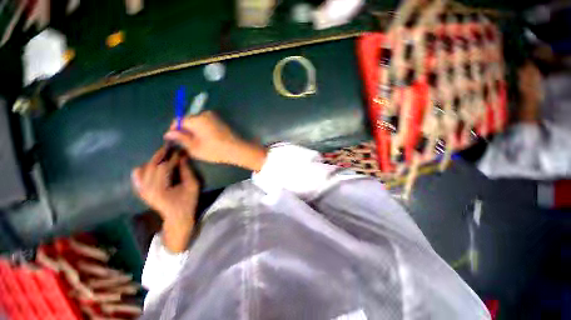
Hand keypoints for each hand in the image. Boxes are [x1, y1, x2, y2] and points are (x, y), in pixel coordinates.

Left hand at [131, 147, 198, 251]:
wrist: (177, 217)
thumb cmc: (188, 201)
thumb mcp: (192, 185)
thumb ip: (186, 171)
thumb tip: (182, 156)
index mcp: (161, 189)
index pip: (164, 167)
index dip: (172, 157)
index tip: (180, 150)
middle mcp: (147, 189)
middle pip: (152, 166)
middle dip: (161, 155)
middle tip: (170, 147)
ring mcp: (142, 190)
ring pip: (144, 168)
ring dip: (153, 160)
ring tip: (163, 154)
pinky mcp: (141, 191)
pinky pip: (137, 176)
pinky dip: (143, 168)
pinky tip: (151, 165)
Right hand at [164, 111, 266, 170]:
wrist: (237, 149)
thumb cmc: (215, 150)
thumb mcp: (195, 148)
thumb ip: (181, 139)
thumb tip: (169, 133)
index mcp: (197, 119)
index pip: (178, 120)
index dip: (173, 129)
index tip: (173, 138)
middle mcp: (205, 114)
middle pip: (189, 119)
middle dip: (185, 129)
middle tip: (185, 142)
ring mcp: (214, 116)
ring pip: (198, 121)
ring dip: (194, 129)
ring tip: (197, 142)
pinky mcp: (221, 120)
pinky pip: (207, 122)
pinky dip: (203, 129)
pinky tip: (206, 139)